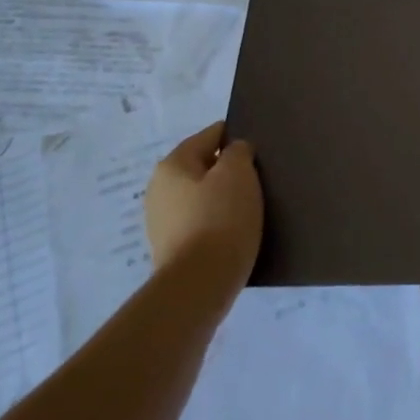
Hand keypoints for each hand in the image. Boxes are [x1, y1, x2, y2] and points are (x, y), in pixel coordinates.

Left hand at [143, 121, 262, 314]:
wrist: (200, 284)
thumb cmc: (220, 219)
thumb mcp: (238, 174)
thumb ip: (238, 152)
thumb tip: (234, 152)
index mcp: (172, 165)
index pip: (209, 136)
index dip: (235, 137)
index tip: (259, 148)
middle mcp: (159, 189)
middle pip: (203, 167)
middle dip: (228, 171)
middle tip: (260, 179)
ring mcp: (162, 222)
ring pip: (201, 197)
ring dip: (223, 199)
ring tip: (252, 209)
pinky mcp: (172, 249)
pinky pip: (200, 223)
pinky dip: (217, 223)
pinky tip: (237, 232)